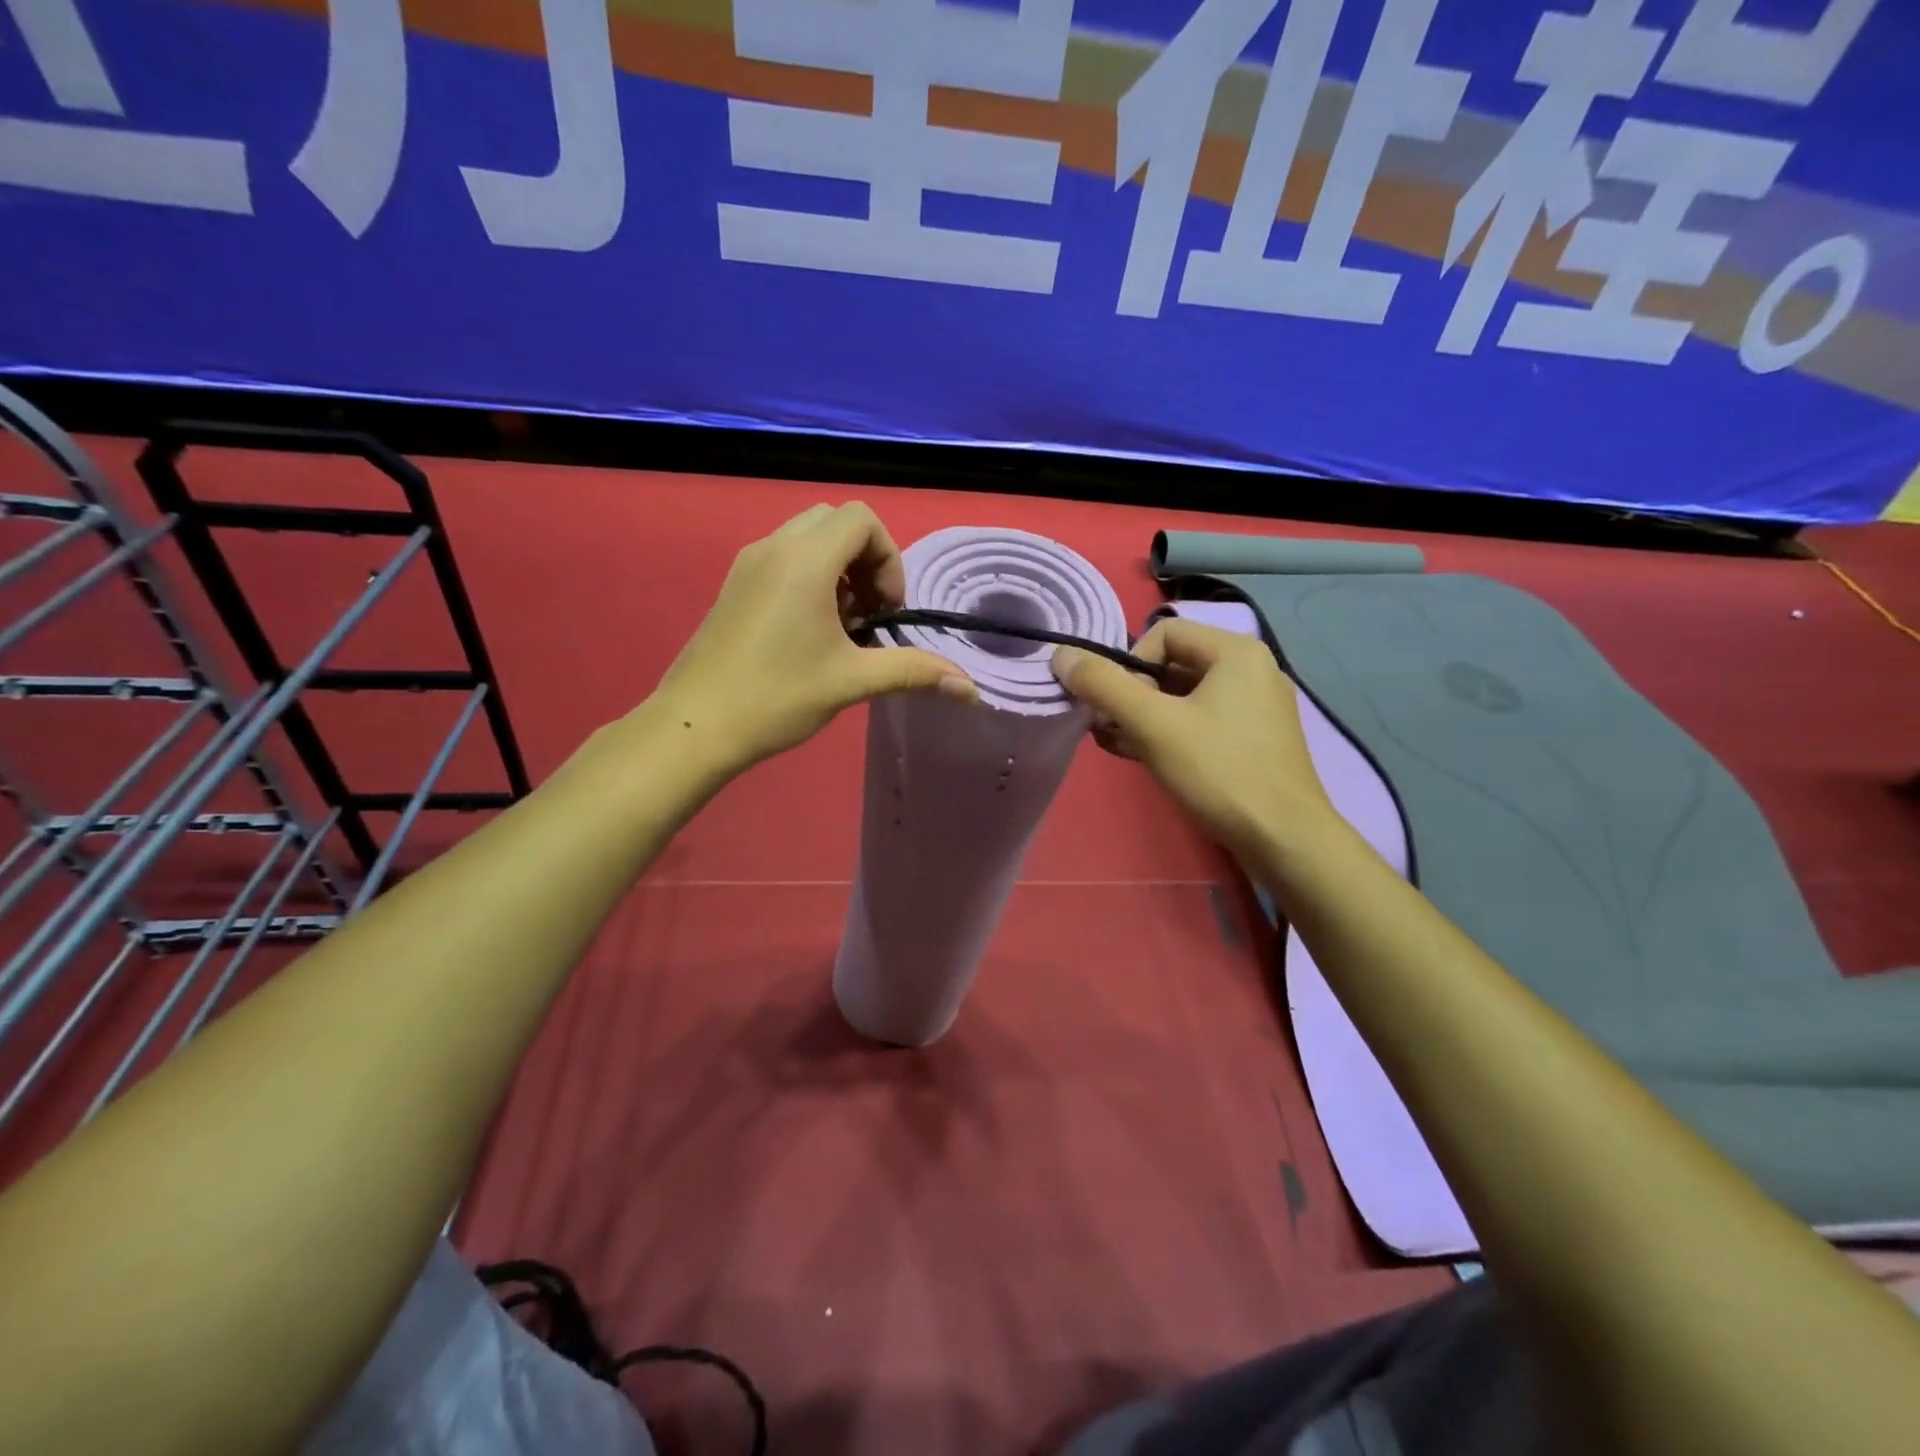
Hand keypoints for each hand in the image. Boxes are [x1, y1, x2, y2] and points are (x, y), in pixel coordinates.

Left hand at [647, 503, 977, 769]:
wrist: (695, 725)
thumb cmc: (776, 697)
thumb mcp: (851, 682)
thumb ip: (913, 671)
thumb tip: (971, 689)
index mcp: (804, 561)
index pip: (862, 520)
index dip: (888, 559)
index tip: (886, 610)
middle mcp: (774, 547)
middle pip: (837, 522)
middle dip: (866, 560)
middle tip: (869, 613)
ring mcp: (748, 563)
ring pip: (808, 537)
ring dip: (839, 569)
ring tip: (843, 624)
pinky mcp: (735, 584)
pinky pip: (784, 557)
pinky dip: (811, 577)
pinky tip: (811, 631)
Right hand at [1051, 618, 1335, 860]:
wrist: (1284, 839)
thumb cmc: (1219, 771)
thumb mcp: (1153, 725)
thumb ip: (1104, 686)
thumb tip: (1062, 655)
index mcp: (1236, 652)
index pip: (1163, 633)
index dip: (1129, 666)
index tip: (1119, 707)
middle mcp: (1252, 670)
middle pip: (1172, 666)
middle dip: (1132, 695)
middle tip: (1110, 729)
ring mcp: (1257, 708)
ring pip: (1184, 698)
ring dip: (1144, 717)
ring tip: (1118, 745)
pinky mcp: (1256, 740)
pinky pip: (1202, 722)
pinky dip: (1170, 733)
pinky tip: (1145, 758)